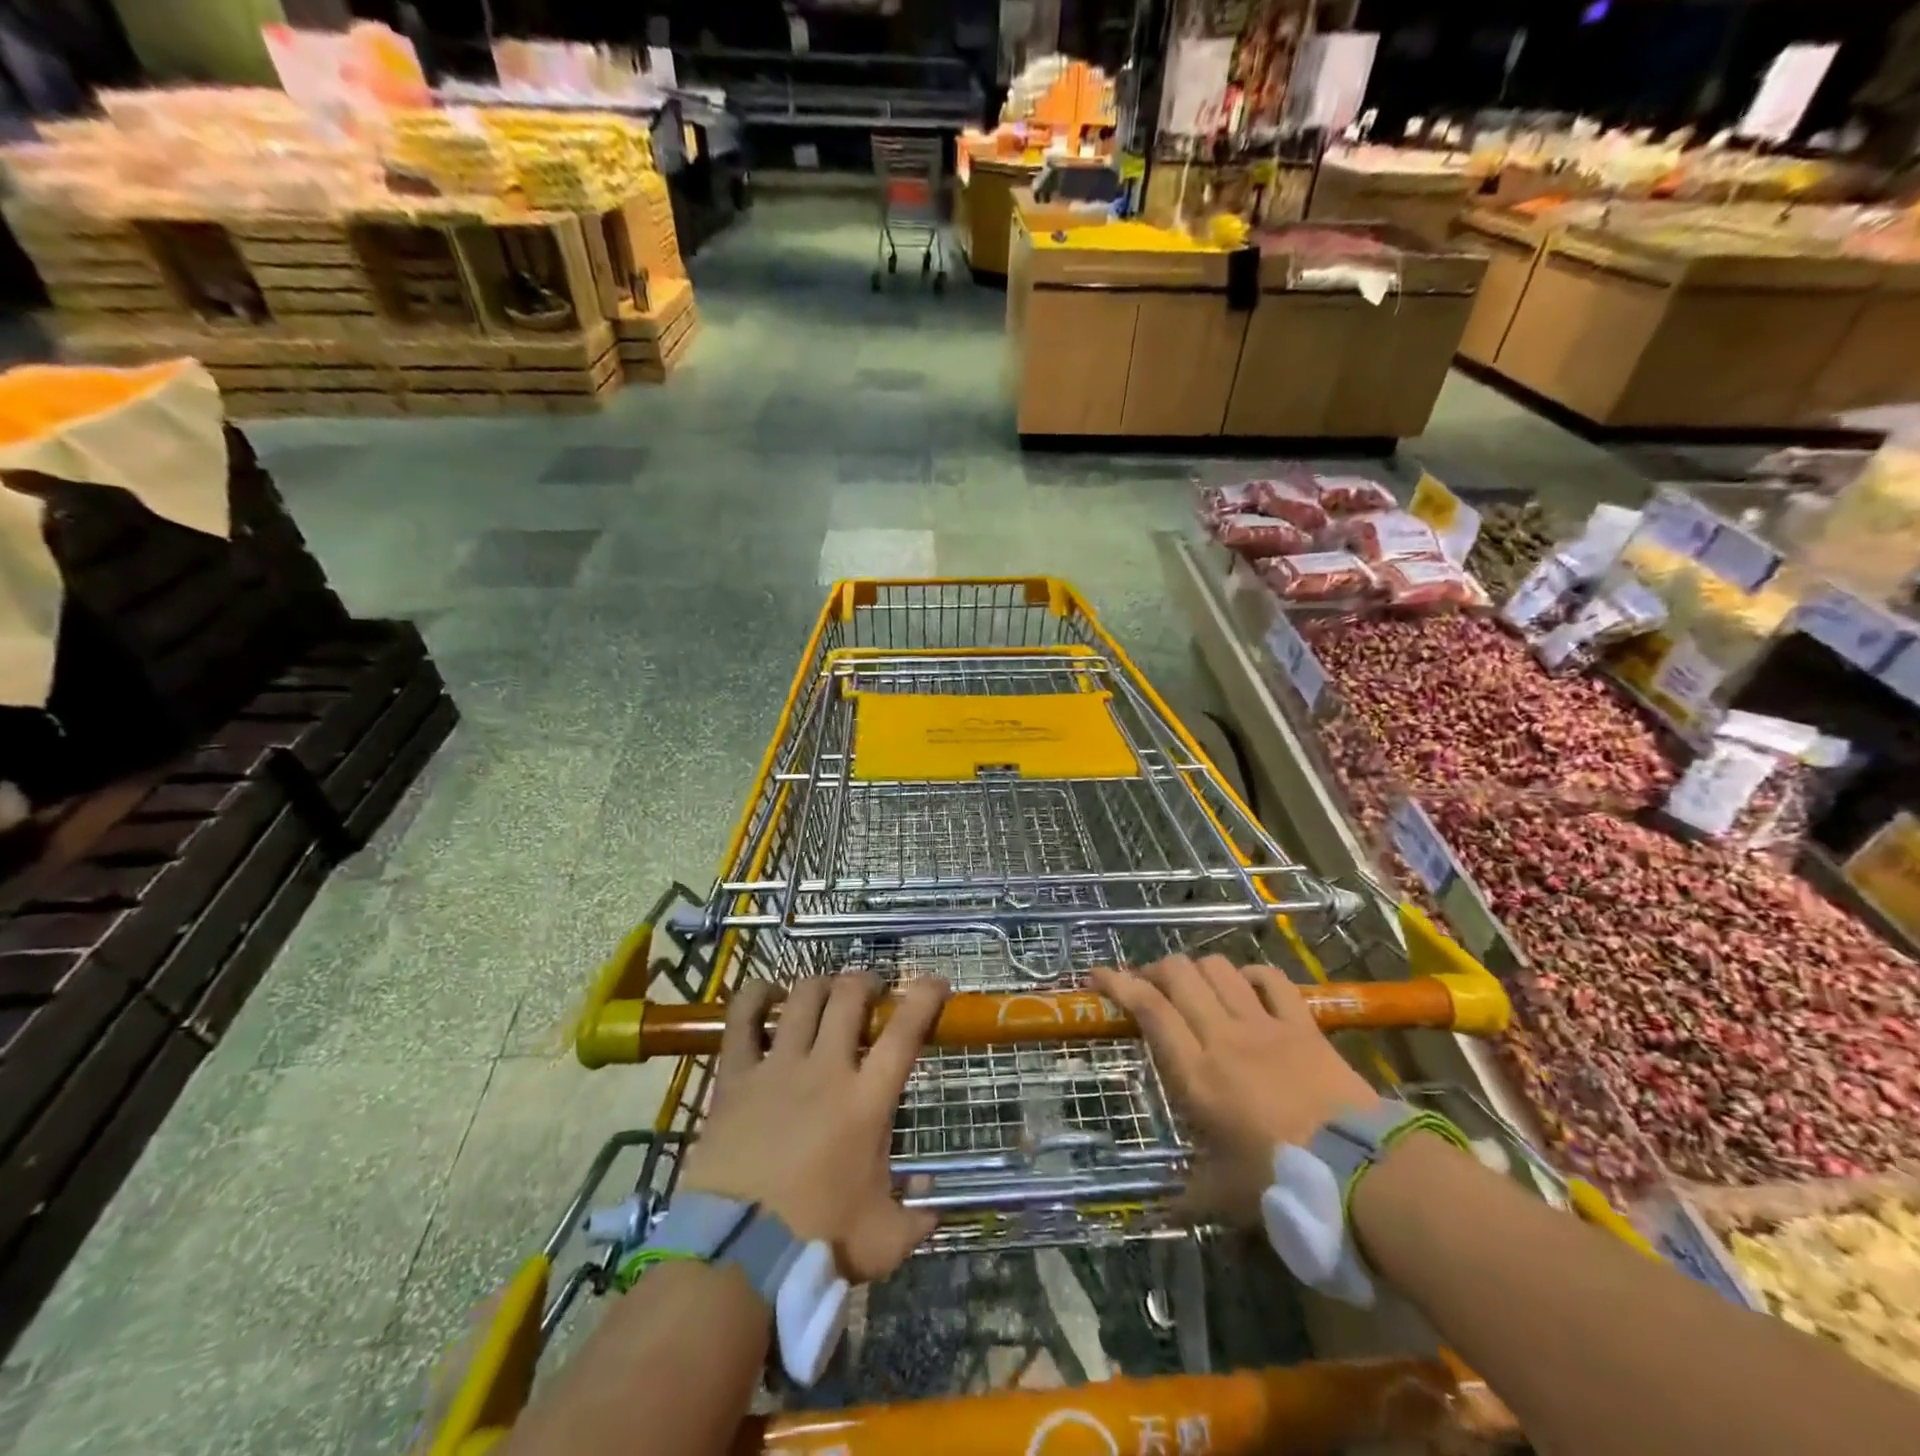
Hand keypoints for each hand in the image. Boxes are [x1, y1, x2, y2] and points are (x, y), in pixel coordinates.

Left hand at [678, 973, 948, 1283]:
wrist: (736, 1258)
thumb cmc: (817, 1245)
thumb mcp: (883, 1240)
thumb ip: (916, 1217)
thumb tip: (934, 1200)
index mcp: (867, 1101)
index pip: (904, 1032)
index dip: (924, 998)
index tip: (935, 982)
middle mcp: (826, 1068)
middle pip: (850, 997)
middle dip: (866, 981)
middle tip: (872, 990)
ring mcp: (778, 1067)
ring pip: (803, 998)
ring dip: (821, 984)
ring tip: (826, 991)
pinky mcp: (736, 1077)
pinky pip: (741, 1019)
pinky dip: (754, 996)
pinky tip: (766, 993)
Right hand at [1092, 956, 1379, 1219]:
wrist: (1360, 1174)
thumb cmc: (1280, 1185)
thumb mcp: (1224, 1196)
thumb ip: (1188, 1193)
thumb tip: (1161, 1212)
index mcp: (1195, 1073)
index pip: (1149, 1010)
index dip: (1118, 984)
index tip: (1097, 974)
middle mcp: (1222, 1036)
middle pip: (1180, 975)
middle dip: (1156, 970)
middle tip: (1149, 985)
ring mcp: (1264, 1025)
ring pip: (1219, 969)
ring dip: (1198, 969)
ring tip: (1193, 985)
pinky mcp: (1302, 1024)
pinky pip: (1271, 980)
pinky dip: (1251, 975)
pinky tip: (1244, 986)